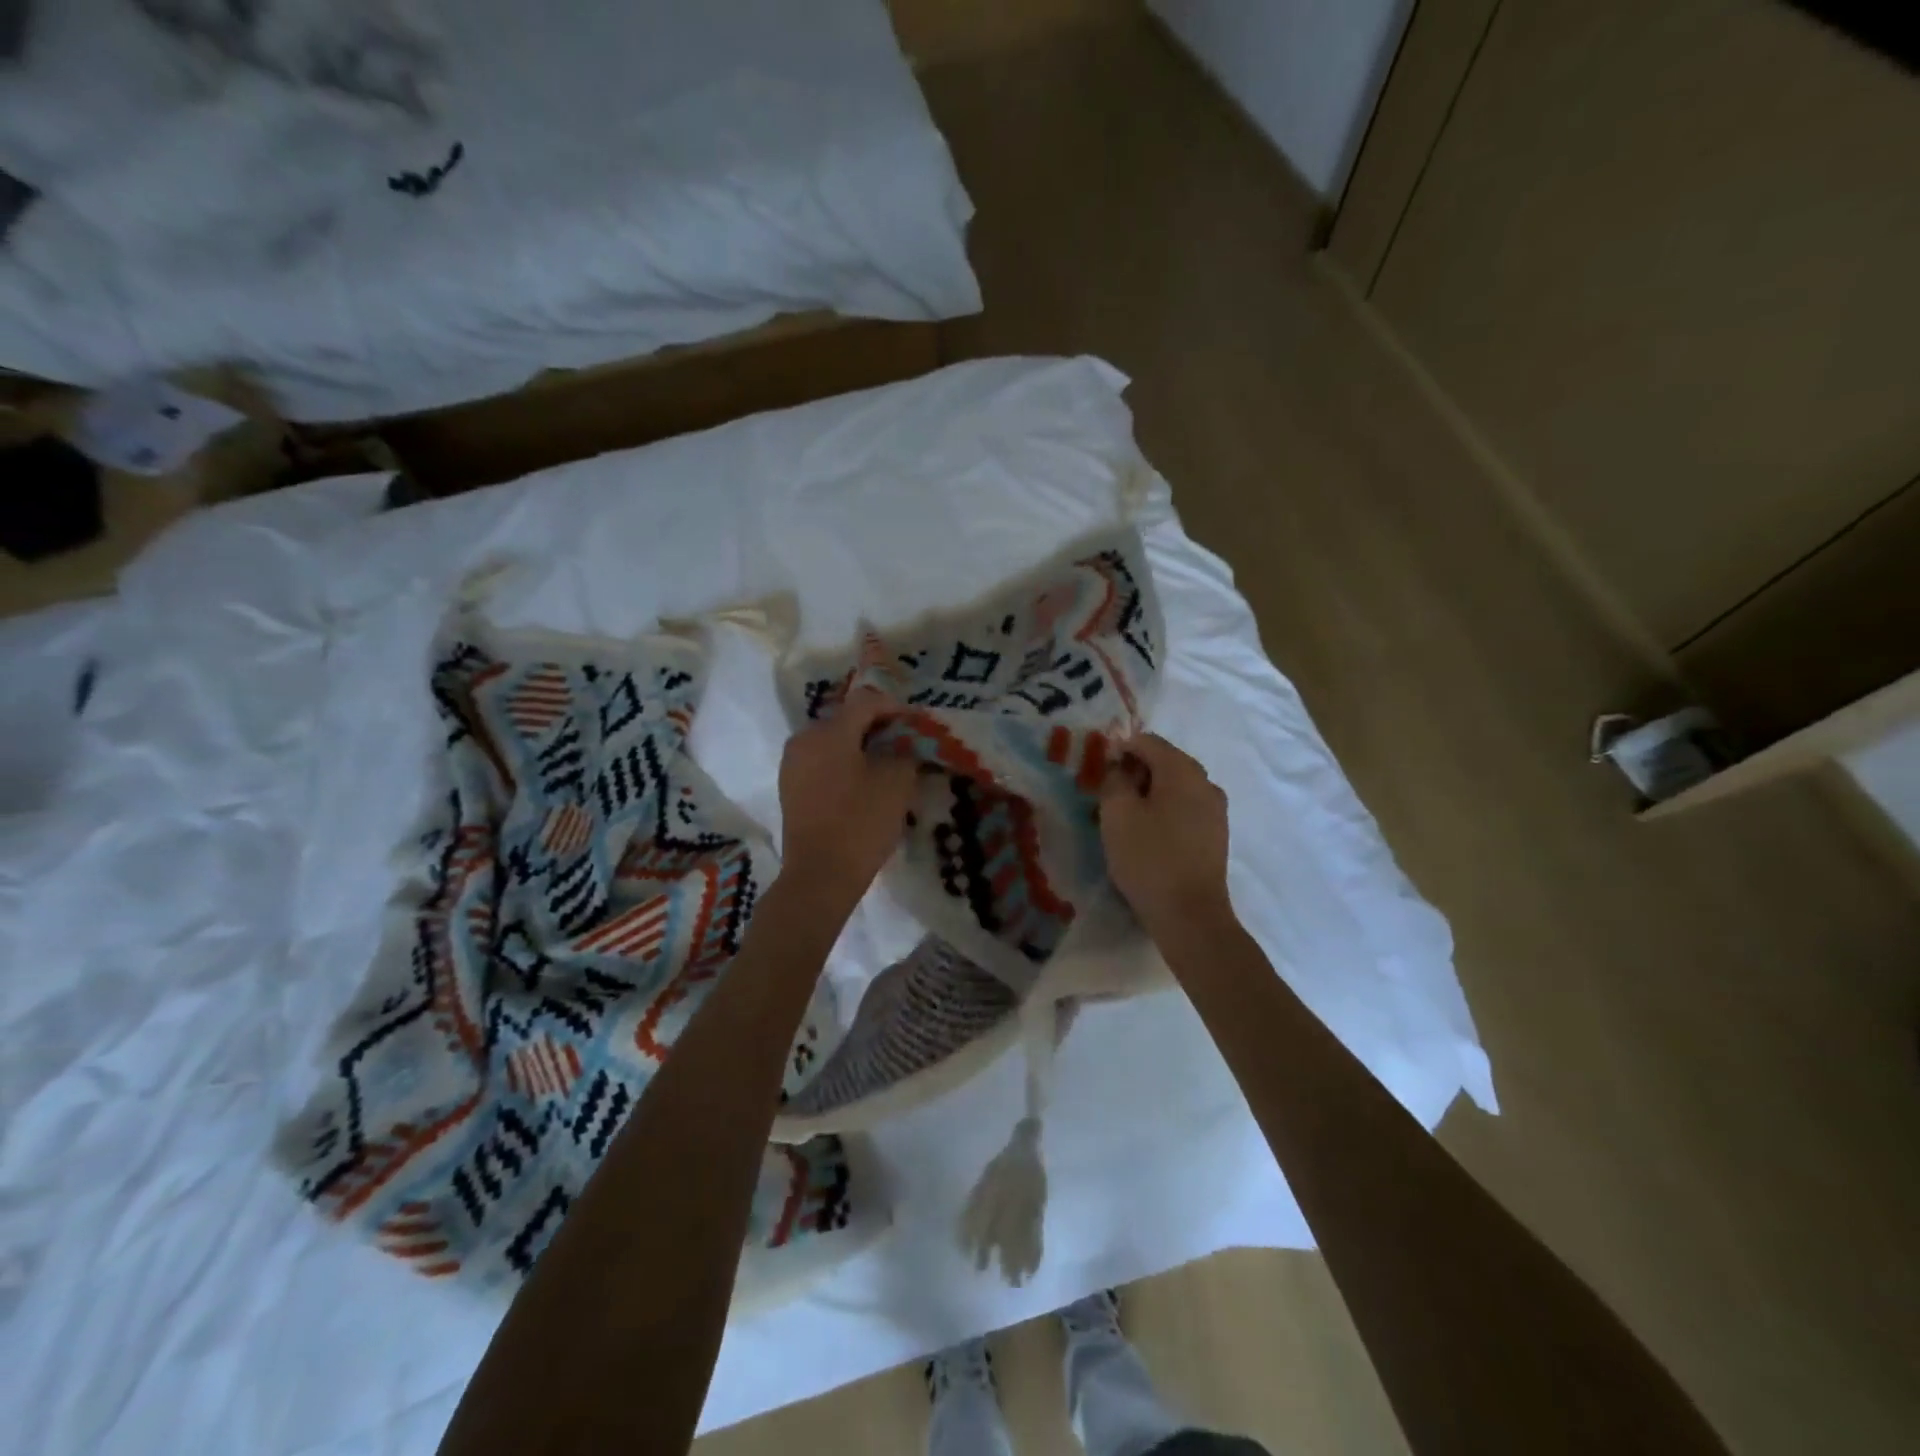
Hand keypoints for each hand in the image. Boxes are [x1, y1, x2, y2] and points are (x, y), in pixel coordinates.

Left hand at [777, 689, 918, 909]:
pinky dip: (844, 763)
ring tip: (887, 763)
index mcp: (829, 731)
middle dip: (878, 726)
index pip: (867, 702)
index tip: (919, 723)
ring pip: (833, 741)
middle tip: (905, 742)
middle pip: (847, 718)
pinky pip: (822, 761)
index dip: (896, 707)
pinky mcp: (790, 787)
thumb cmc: (861, 824)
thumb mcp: (897, 783)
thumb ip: (906, 751)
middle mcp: (804, 738)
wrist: (820, 876)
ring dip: (860, 745)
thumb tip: (906, 743)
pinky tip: (864, 782)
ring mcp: (792, 763)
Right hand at [1098, 733, 1234, 941]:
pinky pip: (1186, 808)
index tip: (1101, 771)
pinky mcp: (1216, 834)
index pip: (1148, 741)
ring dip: (1150, 793)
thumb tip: (1121, 767)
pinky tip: (1149, 834)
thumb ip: (1114, 779)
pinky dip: (1165, 810)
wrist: (1190, 915)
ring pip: (1176, 787)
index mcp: (1182, 770)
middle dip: (1135, 771)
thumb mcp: (1117, 814)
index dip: (1120, 749)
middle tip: (1109, 796)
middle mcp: (1205, 782)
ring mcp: (1216, 809)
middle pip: (1165, 761)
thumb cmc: (1148, 858)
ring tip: (1126, 818)